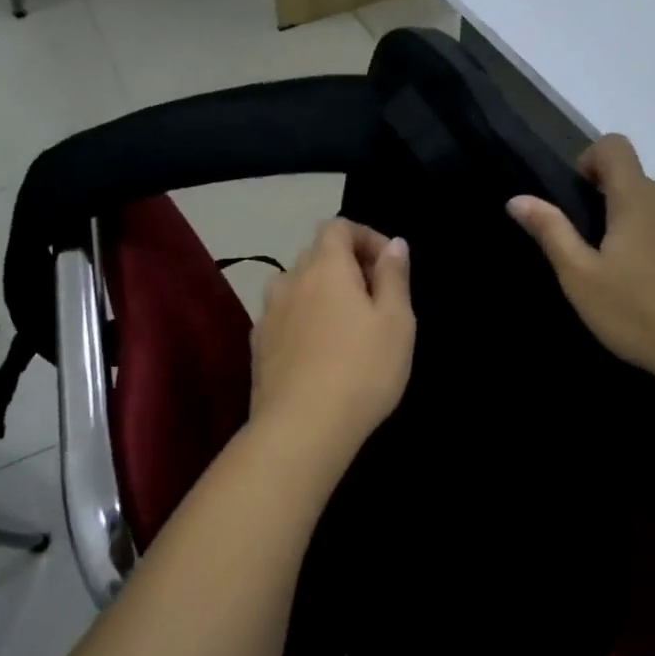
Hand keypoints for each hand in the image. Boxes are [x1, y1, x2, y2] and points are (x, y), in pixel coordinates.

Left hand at [249, 219, 415, 473]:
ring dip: (322, 293)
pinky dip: (304, 320)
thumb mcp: (396, 321)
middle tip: (376, 299)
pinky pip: (285, 317)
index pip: (337, 226)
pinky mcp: (257, 346)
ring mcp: (268, 314)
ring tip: (347, 325)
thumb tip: (394, 244)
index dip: (365, 237)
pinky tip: (320, 353)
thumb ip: (394, 276)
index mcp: (325, 266)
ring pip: (297, 287)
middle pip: (317, 255)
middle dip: (347, 265)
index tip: (389, 266)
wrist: (301, 429)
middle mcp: (290, 280)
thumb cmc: (361, 369)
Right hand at [508, 135, 654, 388]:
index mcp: (638, 198)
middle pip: (640, 187)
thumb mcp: (581, 278)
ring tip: (640, 282)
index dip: (593, 160)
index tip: (584, 197)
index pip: (614, 147)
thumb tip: (517, 199)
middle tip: (604, 259)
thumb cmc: (639, 313)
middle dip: (618, 209)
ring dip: (650, 232)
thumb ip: (551, 232)